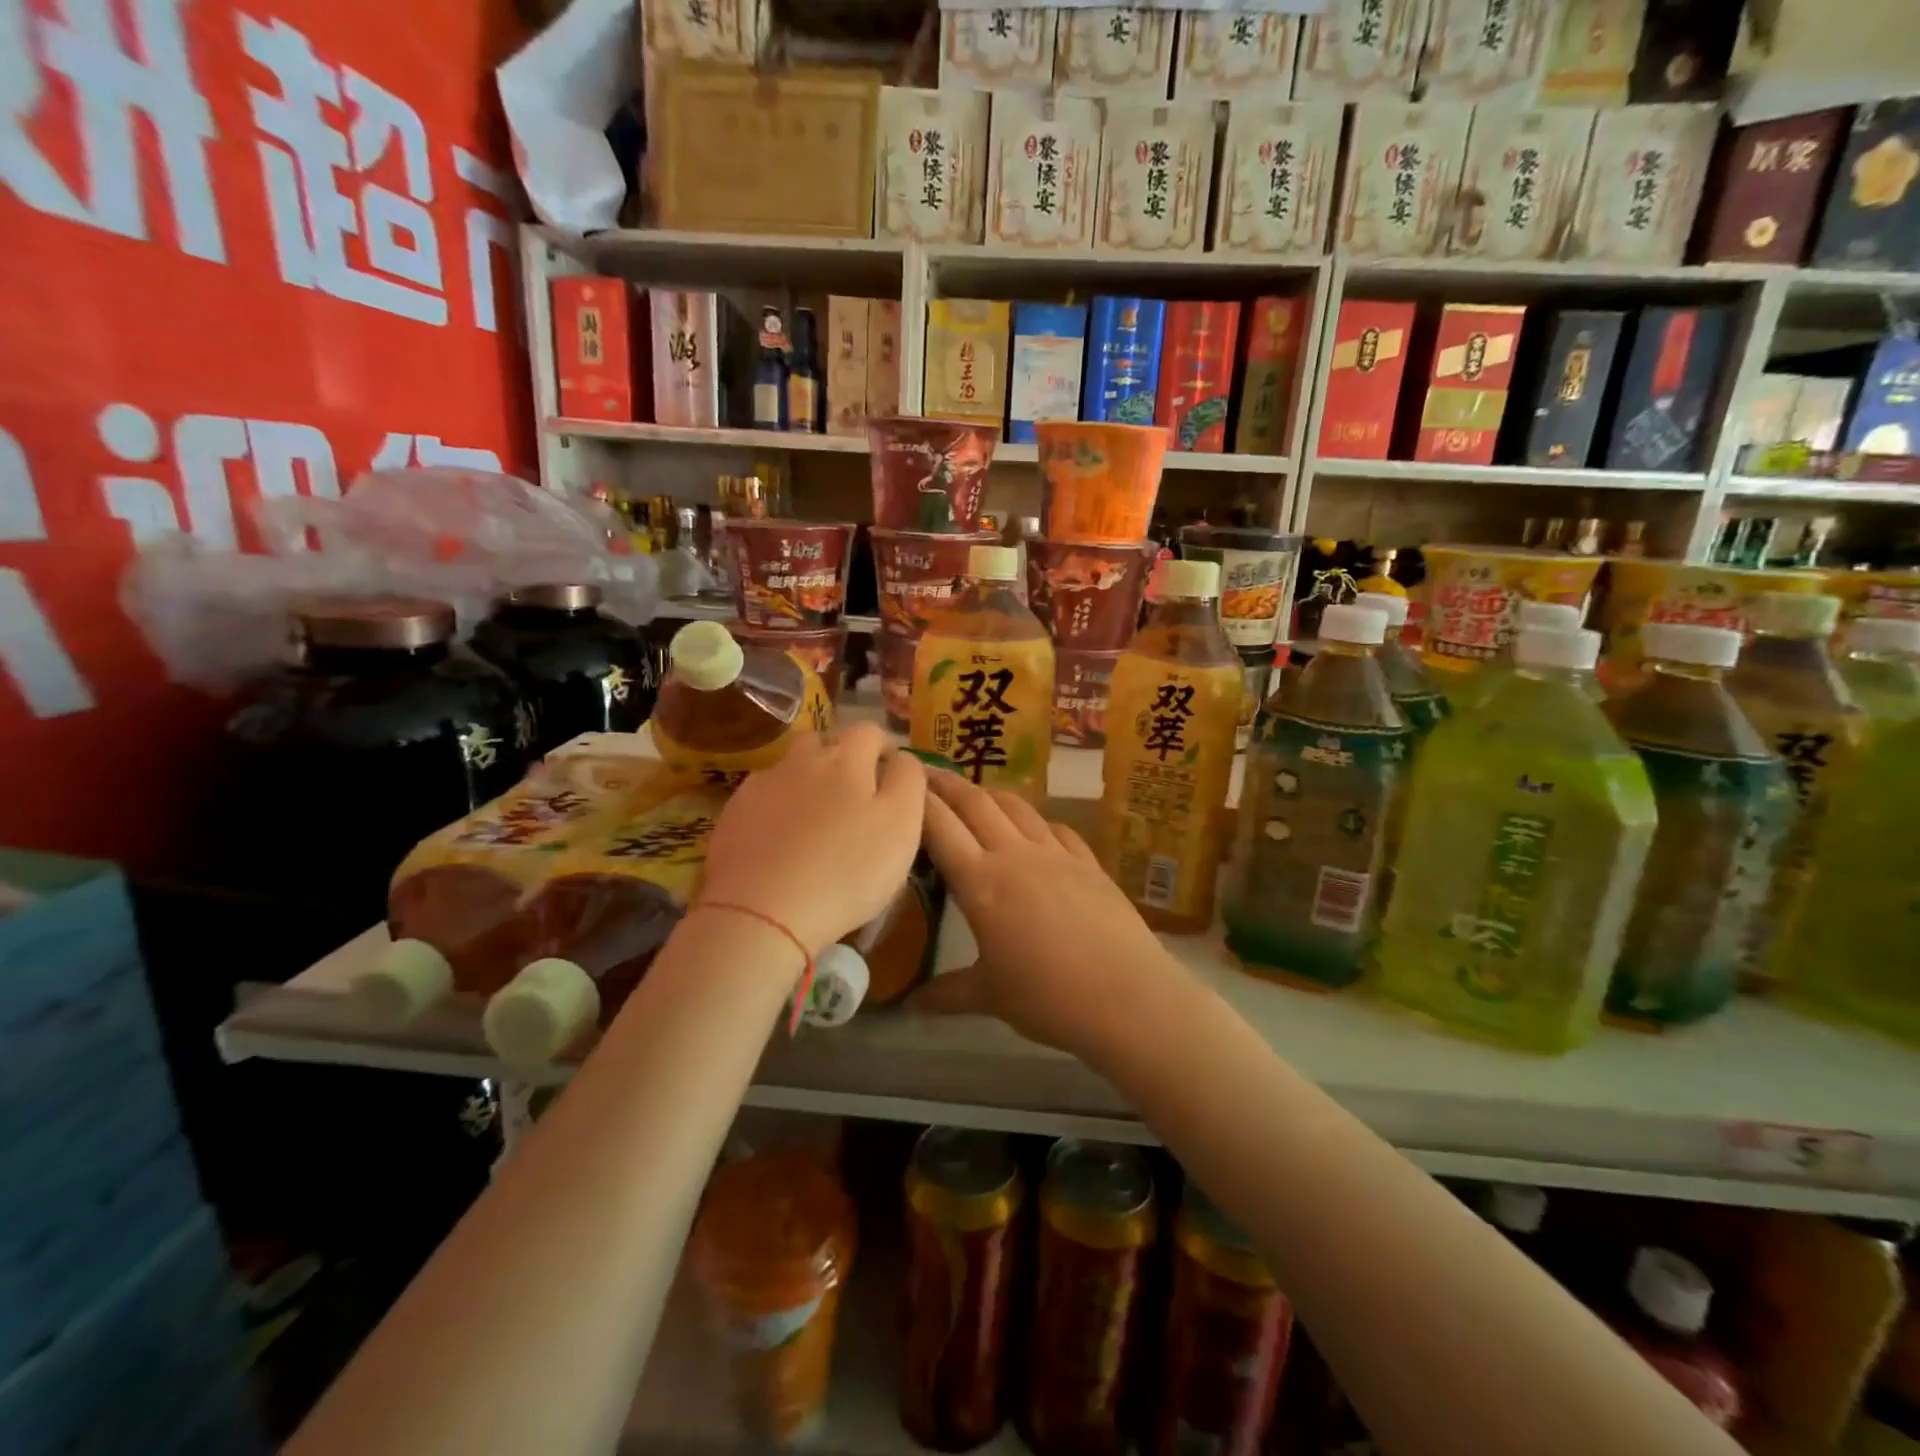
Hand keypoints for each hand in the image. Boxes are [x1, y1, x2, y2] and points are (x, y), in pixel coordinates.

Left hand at [700, 723, 925, 957]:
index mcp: (846, 760)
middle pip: (823, 742)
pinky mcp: (733, 815)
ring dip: (805, 780)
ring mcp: (762, 786)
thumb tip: (902, 757)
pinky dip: (775, 809)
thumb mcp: (901, 827)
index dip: (884, 746)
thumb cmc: (846, 871)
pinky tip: (780, 841)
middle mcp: (801, 761)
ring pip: (789, 768)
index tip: (891, 772)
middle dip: (840, 757)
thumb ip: (908, 782)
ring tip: (814, 818)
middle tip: (853, 795)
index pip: (870, 731)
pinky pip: (761, 798)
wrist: (761, 912)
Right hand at [911, 772, 1177, 1059]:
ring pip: (1016, 807)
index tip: (902, 782)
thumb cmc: (1049, 998)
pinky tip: (1034, 828)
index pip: (940, 827)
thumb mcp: (990, 996)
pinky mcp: (1088, 862)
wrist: (1128, 997)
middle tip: (927, 771)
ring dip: (990, 793)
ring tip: (975, 794)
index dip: (918, 801)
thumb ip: (946, 993)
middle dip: (947, 783)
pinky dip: (1035, 821)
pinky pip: (1055, 828)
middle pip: (975, 803)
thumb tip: (908, 1005)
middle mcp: (1015, 855)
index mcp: (981, 882)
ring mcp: (1056, 854)